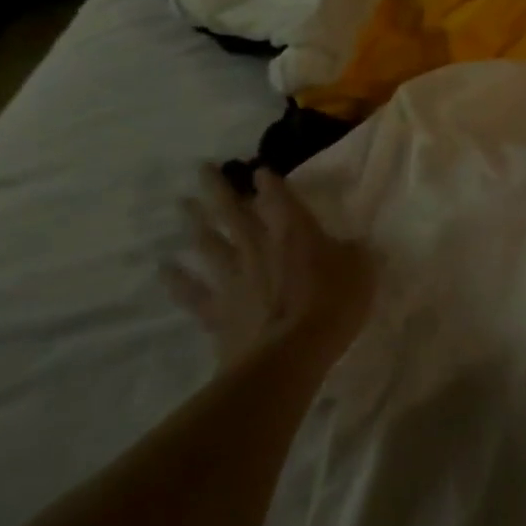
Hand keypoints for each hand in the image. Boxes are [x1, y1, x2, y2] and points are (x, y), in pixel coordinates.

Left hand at [167, 166, 371, 370]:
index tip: (259, 169)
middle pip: (233, 211)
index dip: (268, 181)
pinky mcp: (217, 310)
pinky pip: (192, 292)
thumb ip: (352, 253)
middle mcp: (258, 247)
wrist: (287, 356)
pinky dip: (177, 280)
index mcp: (294, 232)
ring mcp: (233, 278)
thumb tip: (349, 245)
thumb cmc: (332, 306)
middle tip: (202, 169)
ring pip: (209, 243)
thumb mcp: (361, 271)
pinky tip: (164, 268)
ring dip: (196, 223)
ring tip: (183, 205)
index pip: (278, 197)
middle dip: (218, 188)